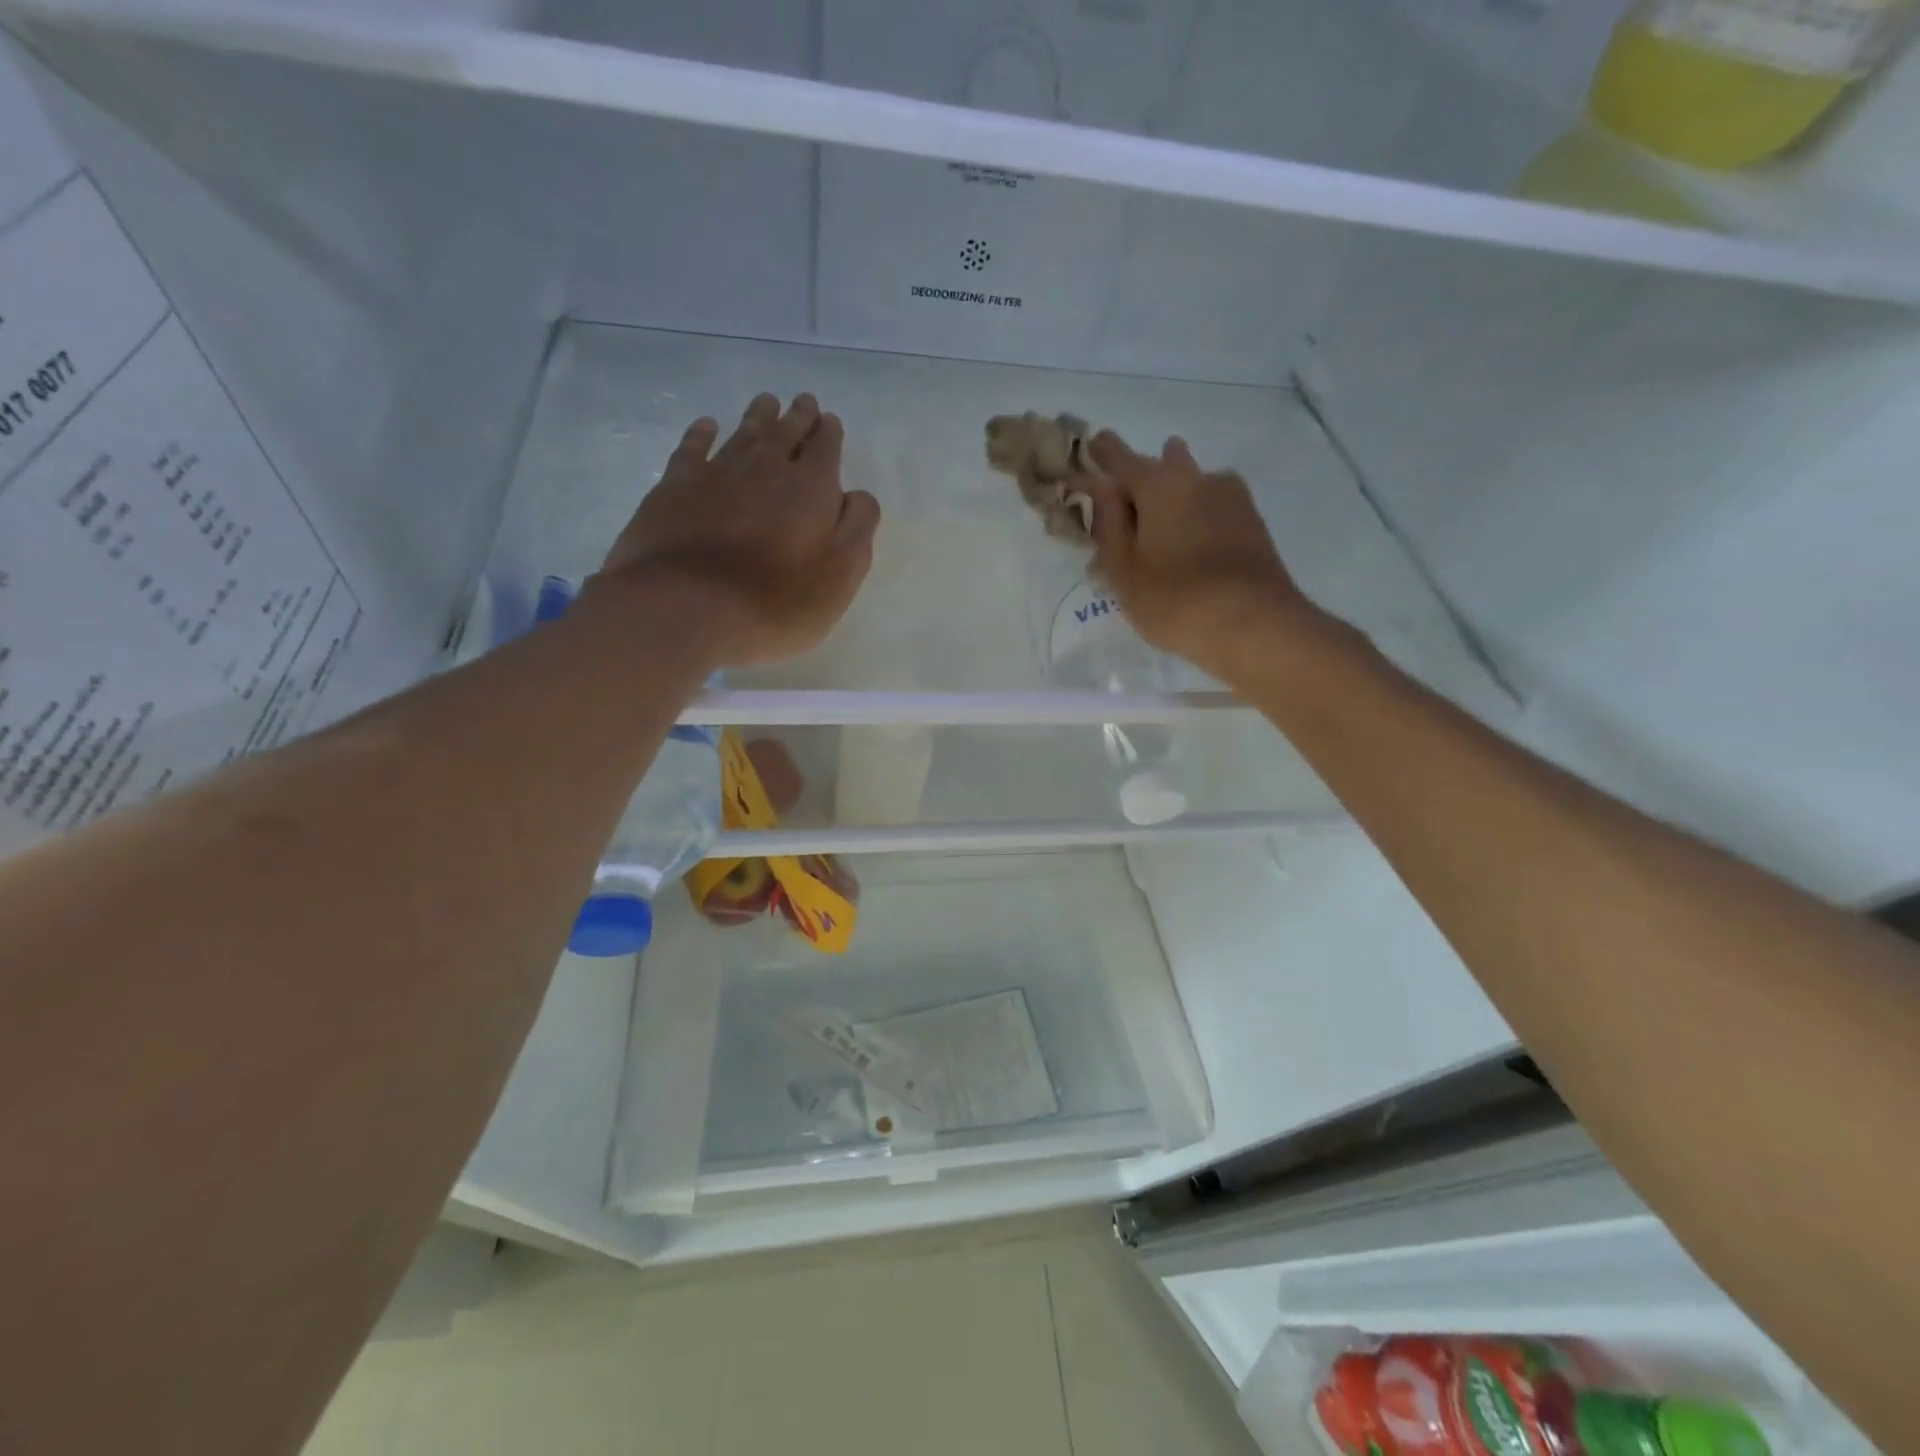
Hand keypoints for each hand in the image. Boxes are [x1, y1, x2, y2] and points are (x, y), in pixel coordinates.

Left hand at [592, 393, 879, 667]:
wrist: (685, 608)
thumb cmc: (775, 604)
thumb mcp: (839, 577)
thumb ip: (856, 529)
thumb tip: (856, 495)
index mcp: (811, 489)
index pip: (825, 449)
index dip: (829, 434)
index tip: (830, 422)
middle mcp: (766, 468)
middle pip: (786, 432)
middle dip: (799, 417)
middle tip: (804, 402)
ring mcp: (717, 473)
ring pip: (744, 433)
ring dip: (759, 416)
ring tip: (767, 402)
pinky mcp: (675, 486)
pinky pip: (693, 447)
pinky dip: (703, 433)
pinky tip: (707, 426)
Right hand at [1083, 431, 1321, 683]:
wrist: (1254, 624)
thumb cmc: (1173, 599)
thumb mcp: (1123, 569)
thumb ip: (1108, 524)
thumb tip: (1100, 486)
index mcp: (1158, 485)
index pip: (1120, 458)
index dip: (1102, 453)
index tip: (1092, 446)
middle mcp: (1197, 479)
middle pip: (1163, 465)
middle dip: (1142, 475)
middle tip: (1125, 501)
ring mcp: (1232, 499)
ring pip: (1193, 484)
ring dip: (1175, 494)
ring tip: (1160, 524)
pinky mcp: (1253, 523)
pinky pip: (1213, 507)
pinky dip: (1196, 516)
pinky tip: (1191, 540)